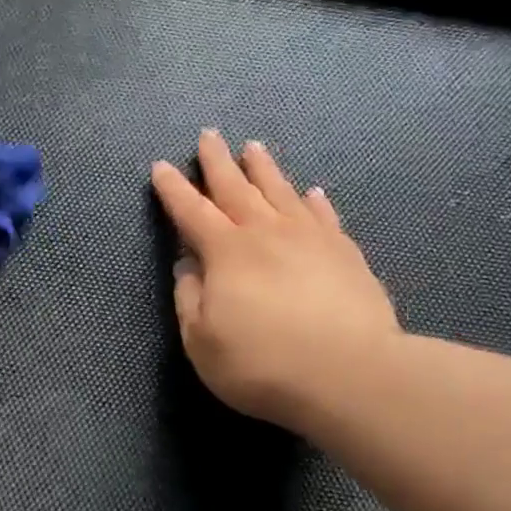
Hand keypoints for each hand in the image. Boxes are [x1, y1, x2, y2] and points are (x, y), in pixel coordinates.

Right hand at [151, 131, 400, 431]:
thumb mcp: (202, 342)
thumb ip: (189, 300)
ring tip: (253, 148)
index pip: (191, 211)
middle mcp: (265, 232)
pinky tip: (312, 193)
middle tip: (208, 136)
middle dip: (217, 162)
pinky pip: (324, 216)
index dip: (174, 189)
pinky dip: (314, 201)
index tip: (161, 167)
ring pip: (281, 192)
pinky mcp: (345, 253)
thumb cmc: (261, 363)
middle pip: (236, 188)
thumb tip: (188, 266)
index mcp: (225, 252)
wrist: (348, 373)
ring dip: (263, 169)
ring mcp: (310, 238)